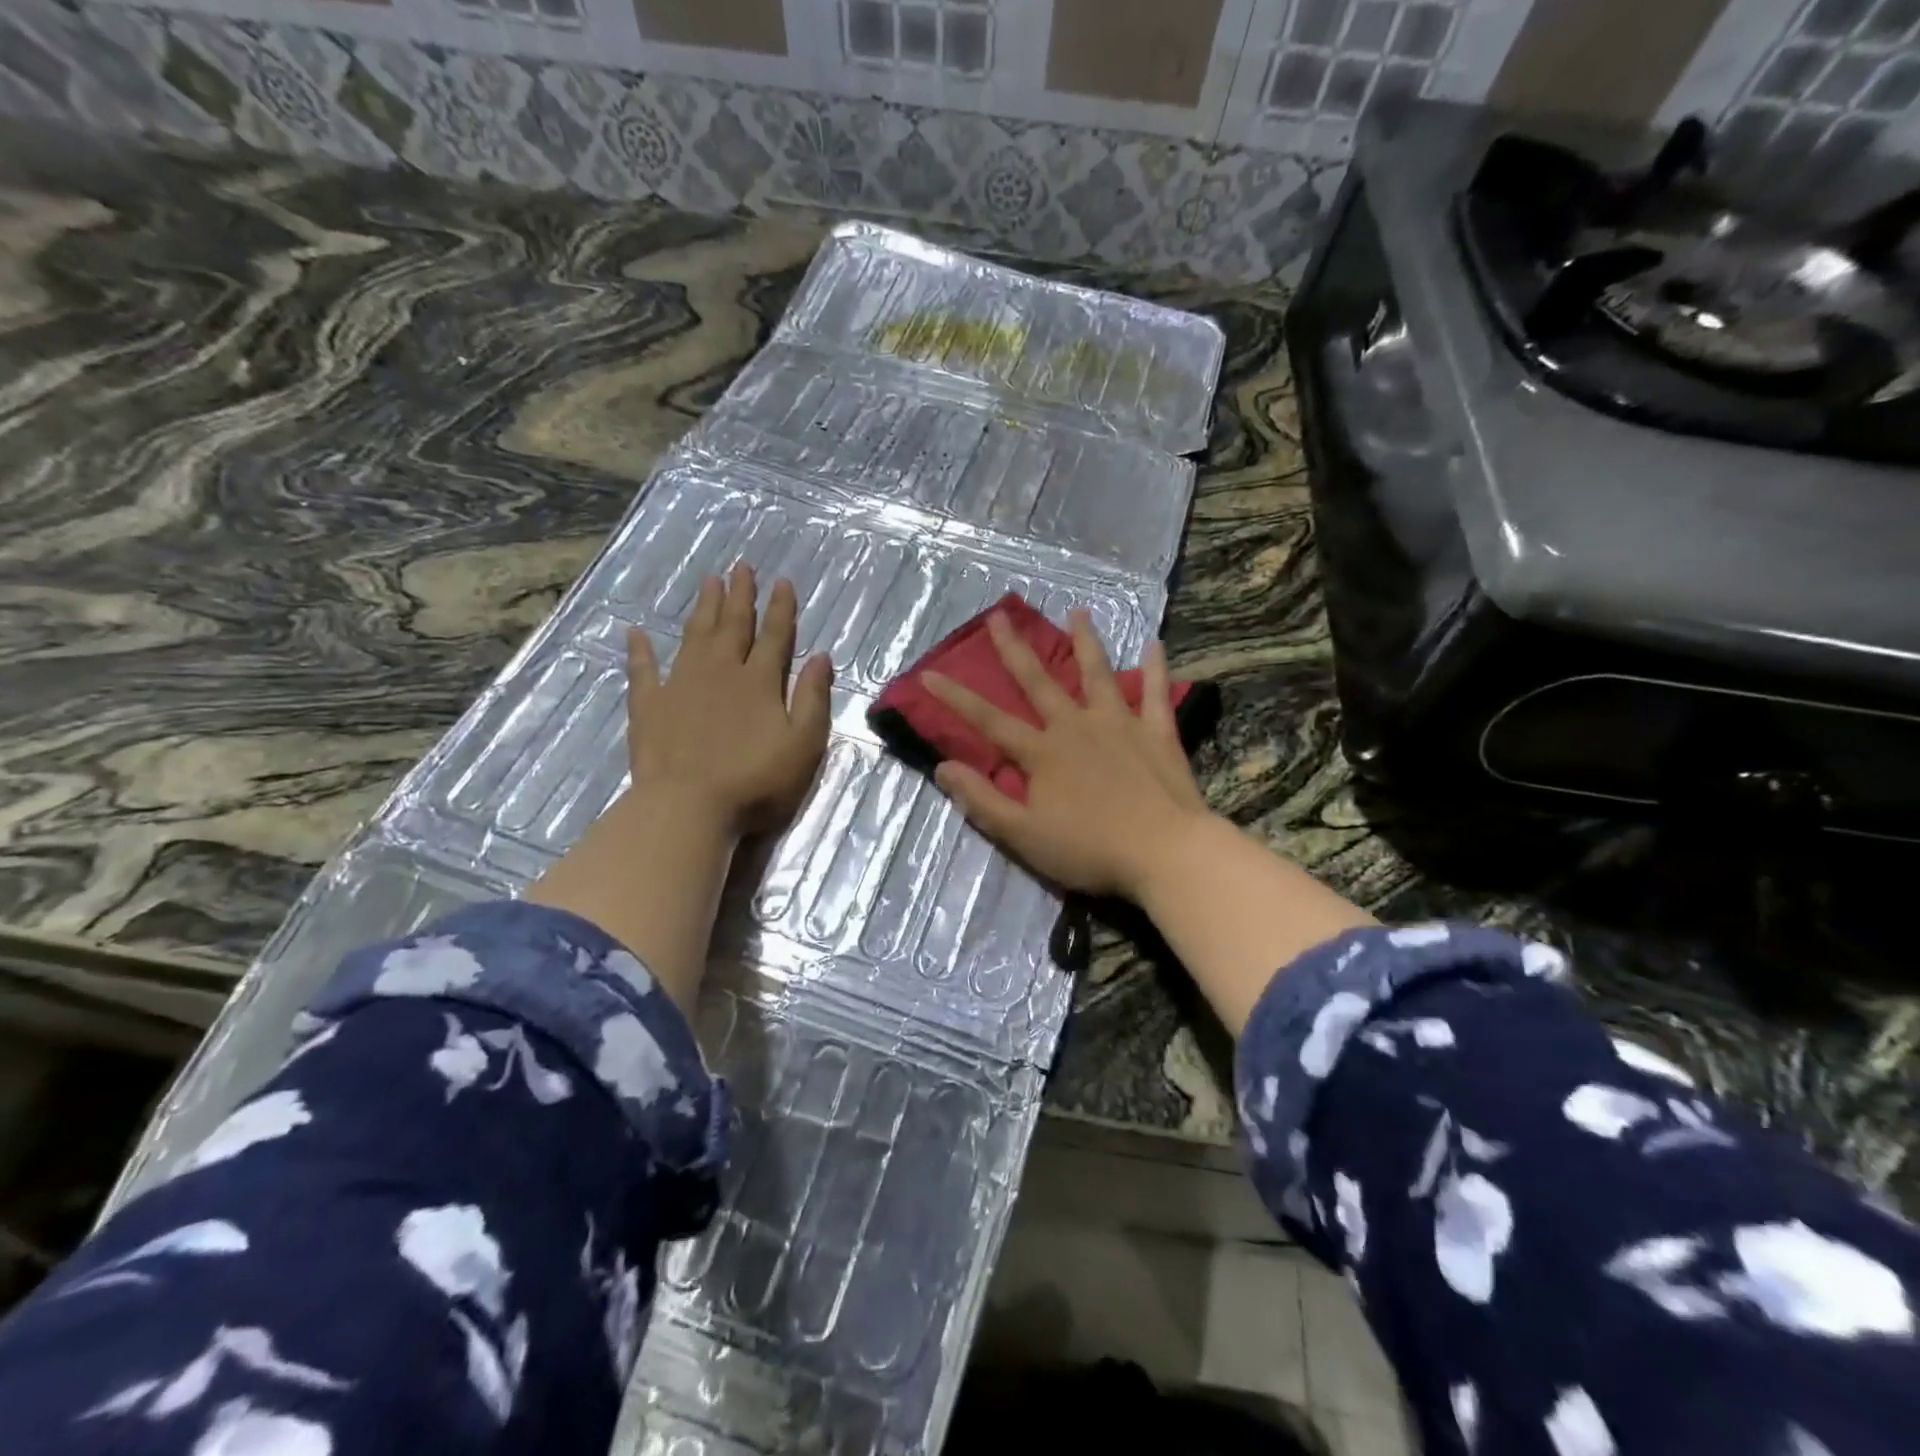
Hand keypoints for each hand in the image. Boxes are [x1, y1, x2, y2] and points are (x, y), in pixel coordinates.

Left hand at [627, 563, 833, 836]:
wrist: (689, 807)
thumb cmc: (756, 782)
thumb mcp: (803, 744)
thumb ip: (813, 699)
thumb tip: (821, 657)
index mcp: (760, 682)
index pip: (775, 636)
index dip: (781, 608)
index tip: (782, 581)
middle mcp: (721, 672)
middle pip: (733, 626)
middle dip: (740, 595)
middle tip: (741, 566)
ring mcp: (681, 685)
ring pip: (695, 636)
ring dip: (704, 608)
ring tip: (708, 581)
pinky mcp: (649, 706)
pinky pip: (643, 670)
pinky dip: (640, 650)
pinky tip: (636, 632)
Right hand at [924, 609, 1211, 900]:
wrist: (1164, 852)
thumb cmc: (1089, 849)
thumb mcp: (1023, 834)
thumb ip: (982, 800)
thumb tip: (942, 767)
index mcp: (1042, 752)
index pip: (988, 720)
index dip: (955, 698)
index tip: (928, 673)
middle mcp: (1076, 726)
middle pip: (1038, 682)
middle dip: (1014, 649)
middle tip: (999, 615)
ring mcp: (1119, 724)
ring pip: (1097, 674)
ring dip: (1085, 642)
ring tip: (1078, 612)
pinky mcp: (1157, 732)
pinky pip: (1155, 693)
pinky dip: (1154, 668)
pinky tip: (1154, 643)